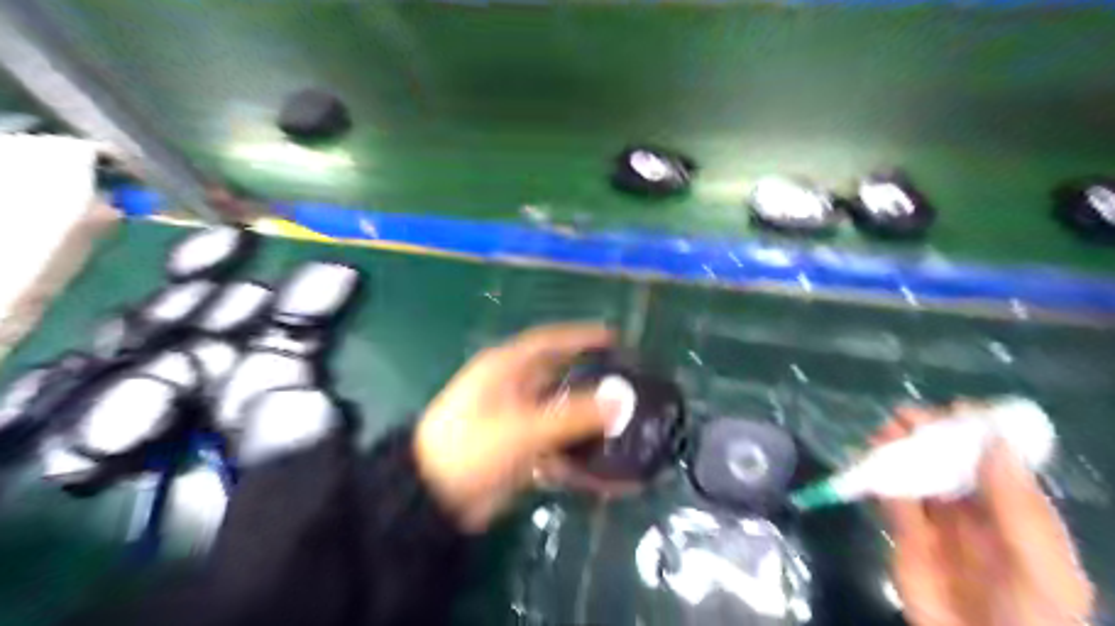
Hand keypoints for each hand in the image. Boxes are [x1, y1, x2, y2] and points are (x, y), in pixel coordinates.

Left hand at [414, 323, 622, 532]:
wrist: (431, 498)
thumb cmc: (471, 447)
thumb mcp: (523, 428)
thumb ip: (574, 416)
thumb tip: (620, 401)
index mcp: (506, 369)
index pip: (550, 341)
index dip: (582, 337)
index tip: (615, 338)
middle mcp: (513, 389)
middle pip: (560, 378)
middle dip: (593, 382)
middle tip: (628, 386)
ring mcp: (516, 421)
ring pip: (561, 416)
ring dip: (589, 425)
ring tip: (626, 428)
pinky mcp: (519, 451)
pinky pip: (556, 449)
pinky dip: (576, 460)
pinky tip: (603, 475)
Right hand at [870, 404, 1090, 622]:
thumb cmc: (1028, 616)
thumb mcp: (1040, 566)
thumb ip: (1017, 506)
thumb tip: (995, 441)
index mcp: (1020, 516)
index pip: (999, 464)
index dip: (981, 434)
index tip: (959, 409)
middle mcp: (979, 513)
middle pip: (952, 464)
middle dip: (931, 436)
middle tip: (906, 416)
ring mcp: (940, 524)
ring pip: (919, 476)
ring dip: (900, 451)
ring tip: (883, 433)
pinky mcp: (906, 537)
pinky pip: (892, 500)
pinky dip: (880, 477)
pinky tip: (869, 461)